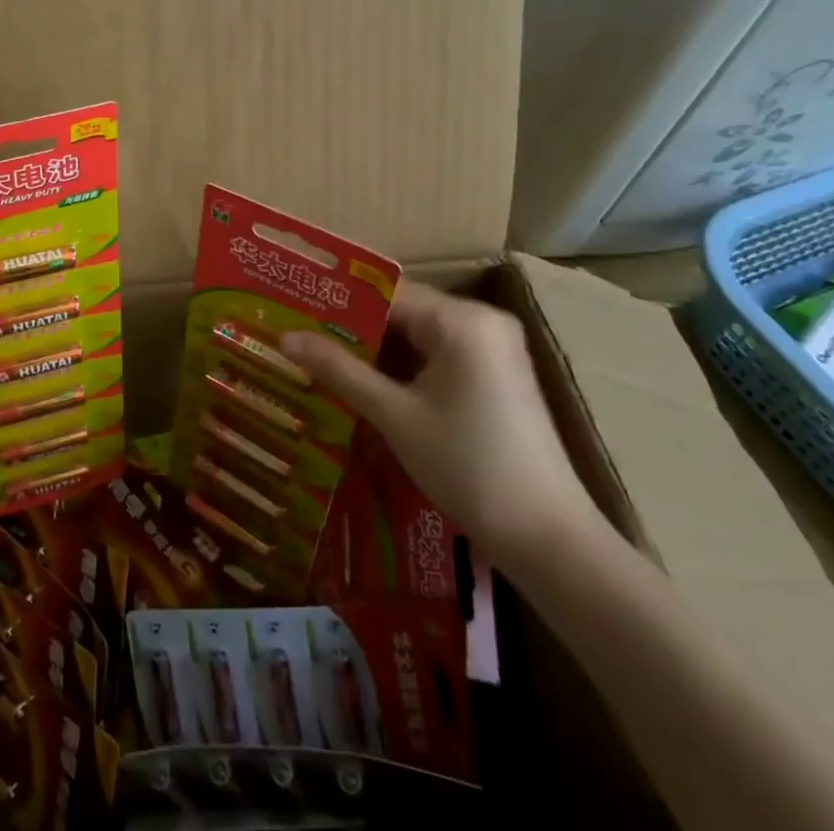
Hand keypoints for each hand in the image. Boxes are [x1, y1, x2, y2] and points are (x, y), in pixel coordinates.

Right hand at [283, 280, 602, 572]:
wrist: (549, 539)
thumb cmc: (468, 467)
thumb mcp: (394, 416)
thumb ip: (339, 370)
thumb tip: (284, 337)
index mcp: (461, 320)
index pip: (384, 294)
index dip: (336, 303)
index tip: (293, 311)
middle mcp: (481, 321)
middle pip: (401, 312)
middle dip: (351, 328)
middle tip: (298, 337)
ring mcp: (492, 348)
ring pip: (416, 335)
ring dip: (374, 350)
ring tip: (318, 357)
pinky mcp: (495, 374)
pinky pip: (436, 354)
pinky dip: (401, 367)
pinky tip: (362, 382)